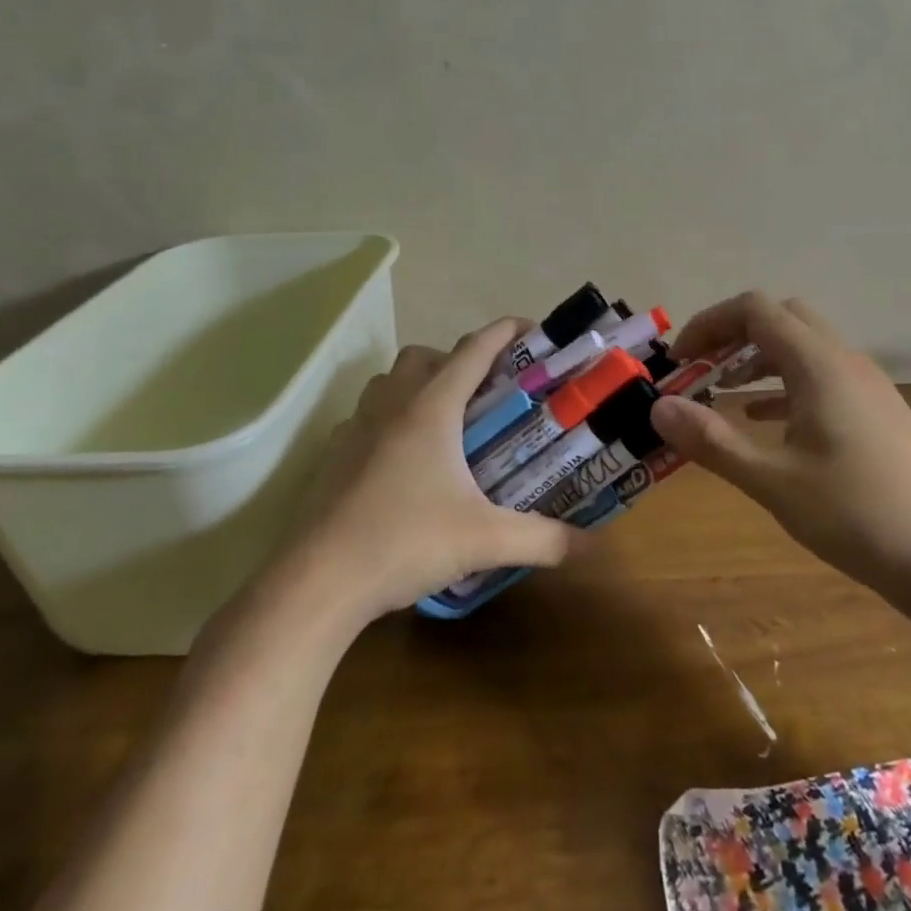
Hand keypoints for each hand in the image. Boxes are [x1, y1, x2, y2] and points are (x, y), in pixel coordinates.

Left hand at [260, 319, 573, 624]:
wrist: (317, 582)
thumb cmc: (405, 542)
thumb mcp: (484, 541)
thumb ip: (544, 540)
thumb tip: (593, 546)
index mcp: (431, 409)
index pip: (473, 350)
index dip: (504, 332)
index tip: (531, 329)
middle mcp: (391, 406)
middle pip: (424, 356)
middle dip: (458, 360)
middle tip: (487, 393)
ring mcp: (355, 428)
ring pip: (389, 381)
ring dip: (418, 385)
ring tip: (447, 422)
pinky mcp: (333, 455)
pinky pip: (365, 417)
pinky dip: (389, 420)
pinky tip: (403, 460)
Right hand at [649, 292, 910, 594]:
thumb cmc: (855, 515)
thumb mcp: (772, 480)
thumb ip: (711, 440)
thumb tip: (658, 408)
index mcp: (819, 365)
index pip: (755, 310)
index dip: (709, 324)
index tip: (680, 362)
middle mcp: (845, 360)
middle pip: (781, 317)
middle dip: (733, 335)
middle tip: (701, 372)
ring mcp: (867, 384)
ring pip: (803, 345)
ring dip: (759, 358)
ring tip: (723, 393)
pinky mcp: (877, 409)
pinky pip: (822, 375)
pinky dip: (785, 383)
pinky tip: (765, 420)